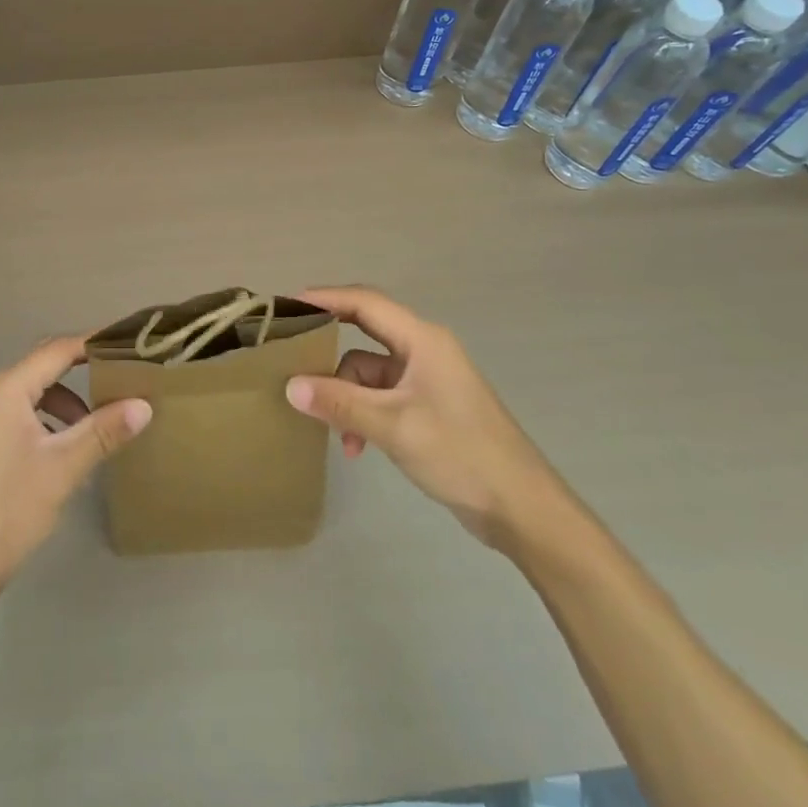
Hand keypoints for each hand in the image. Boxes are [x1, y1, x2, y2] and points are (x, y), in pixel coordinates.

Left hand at [0, 335, 151, 592]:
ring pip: (36, 394)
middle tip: (124, 378)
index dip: (95, 343)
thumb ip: (104, 431)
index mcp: (6, 389)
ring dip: (69, 404)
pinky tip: (68, 452)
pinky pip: (24, 414)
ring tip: (99, 428)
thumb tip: (145, 404)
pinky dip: (50, 422)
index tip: (130, 343)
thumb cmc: (8, 509)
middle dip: (84, 372)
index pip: (58, 350)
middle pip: (46, 367)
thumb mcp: (63, 467)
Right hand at [285, 285, 571, 551]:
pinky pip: (381, 396)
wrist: (521, 508)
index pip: (365, 303)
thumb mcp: (393, 426)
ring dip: (347, 397)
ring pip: (369, 372)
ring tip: (334, 431)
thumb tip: (290, 385)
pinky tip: (356, 446)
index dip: (324, 298)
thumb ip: (339, 402)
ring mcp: (426, 380)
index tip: (286, 305)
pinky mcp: (427, 407)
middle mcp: (423, 350)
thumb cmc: (460, 453)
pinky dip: (363, 414)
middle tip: (291, 358)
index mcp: (422, 340)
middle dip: (329, 351)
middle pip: (364, 335)